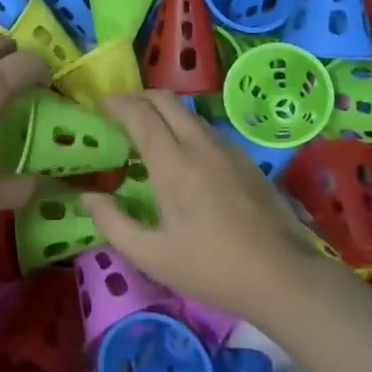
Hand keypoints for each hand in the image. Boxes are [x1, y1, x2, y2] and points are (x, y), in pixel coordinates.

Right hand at [81, 90, 319, 313]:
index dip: (116, 103)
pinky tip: (182, 153)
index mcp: (173, 163)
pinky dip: (184, 126)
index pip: (140, 113)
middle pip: (165, 99)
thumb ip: (113, 223)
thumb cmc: (211, 267)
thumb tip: (87, 197)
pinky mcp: (245, 159)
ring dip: (162, 111)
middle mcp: (200, 144)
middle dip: (138, 97)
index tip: (99, 105)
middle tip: (118, 112)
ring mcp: (227, 149)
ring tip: (146, 132)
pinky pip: (206, 128)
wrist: (284, 275)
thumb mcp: (151, 255)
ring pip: (188, 112)